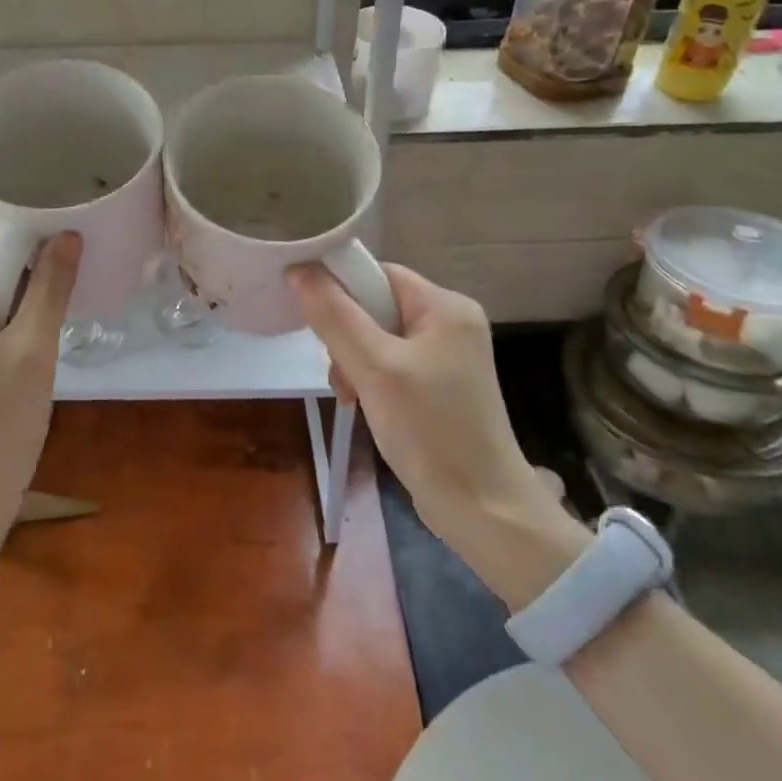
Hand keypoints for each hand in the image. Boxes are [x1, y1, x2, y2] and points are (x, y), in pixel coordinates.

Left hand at [0, 234, 81, 543]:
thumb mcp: (33, 350)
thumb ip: (50, 287)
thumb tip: (69, 234)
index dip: (27, 255)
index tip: (64, 272)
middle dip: (22, 293)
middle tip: (53, 322)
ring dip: (15, 320)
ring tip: (39, 352)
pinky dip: (0, 344)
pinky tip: (20, 372)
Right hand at [287, 261, 562, 551]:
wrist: (483, 511)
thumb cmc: (431, 430)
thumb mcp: (375, 369)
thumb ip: (334, 316)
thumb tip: (298, 269)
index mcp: (445, 307)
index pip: (378, 273)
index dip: (341, 289)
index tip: (315, 321)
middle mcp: (450, 323)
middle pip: (375, 306)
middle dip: (347, 336)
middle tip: (340, 373)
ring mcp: (446, 356)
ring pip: (377, 337)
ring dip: (354, 362)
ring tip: (350, 396)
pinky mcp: (439, 385)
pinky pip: (390, 364)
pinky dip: (370, 380)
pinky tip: (363, 405)